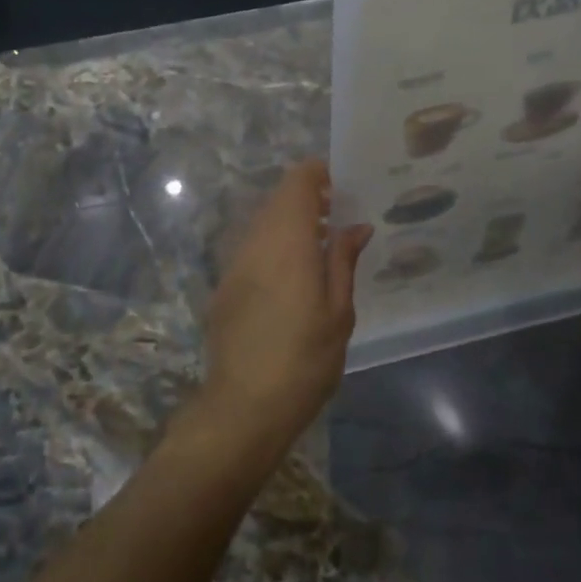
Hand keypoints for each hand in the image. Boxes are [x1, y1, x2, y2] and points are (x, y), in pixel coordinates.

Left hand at [196, 161, 372, 459]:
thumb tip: (356, 226)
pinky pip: (251, 248)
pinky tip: (292, 277)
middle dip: (308, 199)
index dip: (319, 174)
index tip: (343, 188)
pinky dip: (273, 246)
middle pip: (278, 199)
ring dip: (290, 223)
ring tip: (320, 248)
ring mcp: (234, 263)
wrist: (244, 406)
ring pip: (263, 223)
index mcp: (288, 241)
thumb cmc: (304, 359)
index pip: (297, 181)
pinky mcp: (224, 285)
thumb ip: (344, 261)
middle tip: (339, 219)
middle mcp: (256, 241)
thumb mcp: (338, 313)